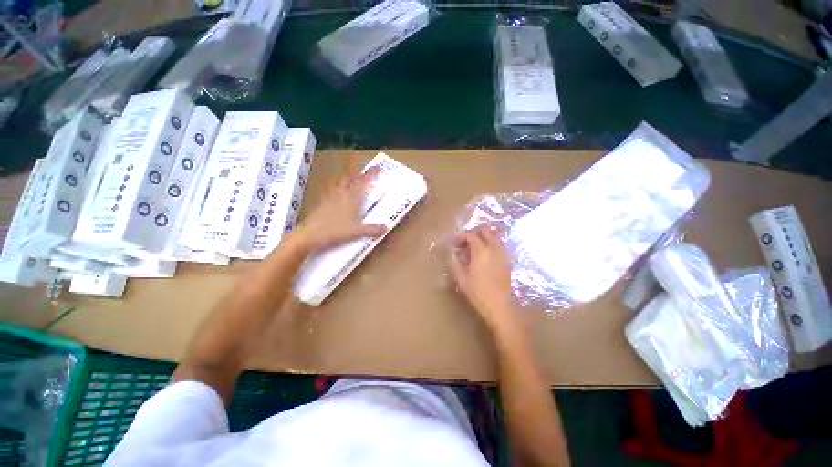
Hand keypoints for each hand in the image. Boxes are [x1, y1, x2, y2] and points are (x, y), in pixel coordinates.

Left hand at [295, 166, 387, 253]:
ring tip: (348, 181)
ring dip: (345, 179)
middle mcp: (341, 193)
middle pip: (349, 179)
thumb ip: (371, 229)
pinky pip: (329, 190)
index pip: (363, 182)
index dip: (370, 174)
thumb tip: (386, 227)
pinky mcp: (320, 203)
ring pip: (338, 182)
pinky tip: (334, 194)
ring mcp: (329, 197)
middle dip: (357, 176)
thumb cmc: (335, 232)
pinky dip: (334, 188)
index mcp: (352, 198)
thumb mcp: (356, 232)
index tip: (376, 167)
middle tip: (363, 176)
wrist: (309, 234)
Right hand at [450, 225, 518, 331]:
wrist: (499, 303)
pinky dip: (492, 247)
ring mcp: (503, 253)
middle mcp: (494, 247)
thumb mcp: (461, 279)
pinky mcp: (508, 260)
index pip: (471, 235)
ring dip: (485, 239)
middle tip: (467, 244)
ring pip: (495, 237)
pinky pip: (500, 246)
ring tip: (476, 250)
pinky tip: (486, 258)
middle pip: (486, 231)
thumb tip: (453, 255)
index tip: (455, 245)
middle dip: (475, 234)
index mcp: (481, 250)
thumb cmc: (478, 292)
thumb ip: (455, 263)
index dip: (461, 237)